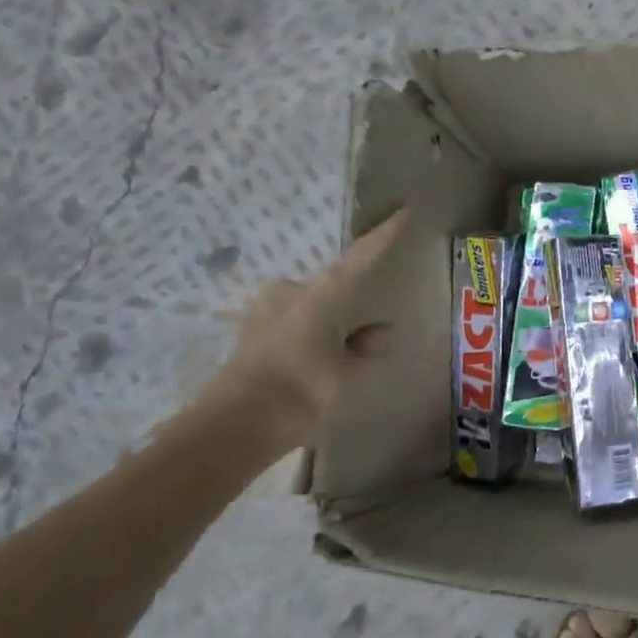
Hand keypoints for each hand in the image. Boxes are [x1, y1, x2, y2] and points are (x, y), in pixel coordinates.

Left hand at [206, 209, 409, 447]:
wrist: (233, 427)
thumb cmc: (302, 391)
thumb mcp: (347, 372)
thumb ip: (364, 347)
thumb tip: (382, 331)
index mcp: (322, 294)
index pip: (363, 256)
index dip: (385, 235)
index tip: (404, 210)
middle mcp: (291, 293)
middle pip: (332, 286)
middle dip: (350, 301)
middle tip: (368, 323)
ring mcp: (265, 313)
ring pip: (311, 309)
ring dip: (329, 324)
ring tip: (345, 350)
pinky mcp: (249, 336)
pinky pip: (293, 327)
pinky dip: (310, 339)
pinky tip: (317, 362)